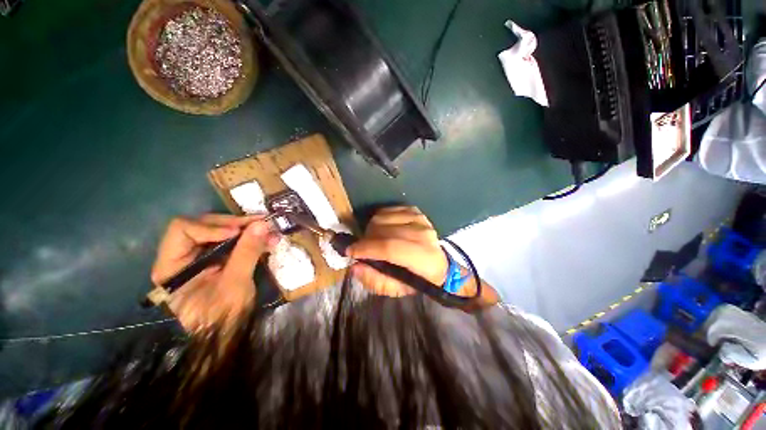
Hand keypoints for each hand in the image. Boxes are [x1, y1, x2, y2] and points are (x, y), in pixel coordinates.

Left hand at [151, 214, 278, 332]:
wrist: (226, 336)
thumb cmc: (222, 316)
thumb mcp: (235, 284)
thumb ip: (246, 252)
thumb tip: (261, 224)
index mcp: (172, 265)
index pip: (183, 230)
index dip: (211, 227)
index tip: (238, 232)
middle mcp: (182, 256)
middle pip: (204, 226)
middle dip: (235, 224)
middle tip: (262, 224)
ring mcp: (200, 257)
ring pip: (221, 231)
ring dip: (247, 230)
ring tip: (271, 232)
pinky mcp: (217, 260)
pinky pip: (233, 242)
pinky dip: (250, 239)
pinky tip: (268, 240)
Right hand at [347, 206, 447, 296]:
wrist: (437, 261)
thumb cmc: (416, 278)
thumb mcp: (397, 289)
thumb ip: (376, 281)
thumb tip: (355, 266)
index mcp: (424, 258)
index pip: (390, 248)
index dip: (367, 249)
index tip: (350, 252)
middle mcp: (423, 234)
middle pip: (384, 230)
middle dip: (366, 240)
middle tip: (362, 249)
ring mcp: (419, 219)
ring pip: (382, 217)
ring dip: (371, 229)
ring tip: (373, 240)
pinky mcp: (414, 210)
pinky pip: (387, 210)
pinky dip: (379, 219)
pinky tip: (382, 229)